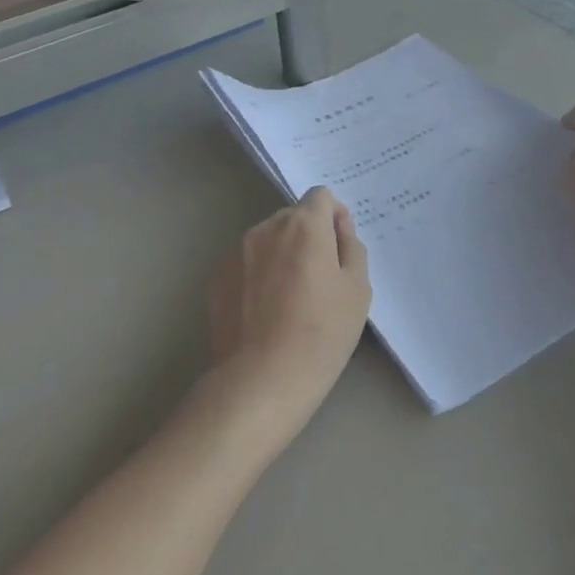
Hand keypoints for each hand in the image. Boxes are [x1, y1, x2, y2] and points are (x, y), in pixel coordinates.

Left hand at [204, 188, 371, 444]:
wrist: (262, 378)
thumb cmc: (322, 333)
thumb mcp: (357, 289)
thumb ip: (351, 246)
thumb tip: (338, 227)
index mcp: (304, 225)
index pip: (321, 196)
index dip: (334, 217)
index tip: (340, 249)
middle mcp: (265, 228)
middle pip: (293, 217)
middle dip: (308, 236)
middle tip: (320, 279)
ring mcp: (236, 252)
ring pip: (268, 240)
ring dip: (282, 254)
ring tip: (290, 299)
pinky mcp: (217, 278)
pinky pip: (247, 263)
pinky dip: (259, 275)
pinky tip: (266, 311)